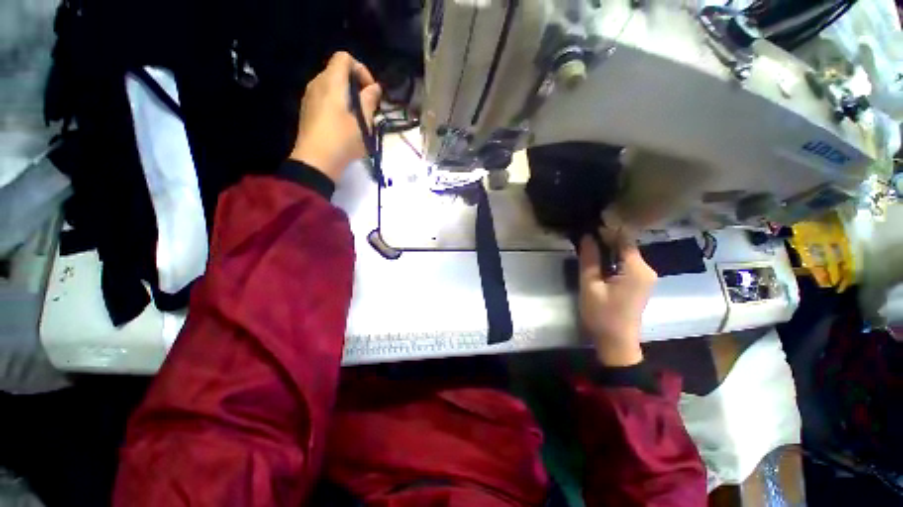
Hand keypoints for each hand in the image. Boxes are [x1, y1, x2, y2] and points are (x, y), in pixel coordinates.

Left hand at [290, 51, 381, 181]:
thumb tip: (374, 88)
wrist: (316, 161)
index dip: (361, 70)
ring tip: (358, 118)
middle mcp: (317, 84)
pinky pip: (325, 98)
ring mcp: (310, 97)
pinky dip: (337, 103)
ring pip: (332, 86)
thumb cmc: (342, 140)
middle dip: (356, 85)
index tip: (371, 91)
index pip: (344, 58)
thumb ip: (369, 101)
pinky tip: (344, 124)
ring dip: (348, 96)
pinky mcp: (308, 110)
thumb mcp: (363, 122)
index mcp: (331, 82)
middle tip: (368, 107)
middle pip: (338, 71)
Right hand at [578, 230, 657, 366]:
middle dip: (606, 239)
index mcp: (636, 269)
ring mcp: (645, 277)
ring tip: (587, 245)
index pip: (624, 239)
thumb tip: (586, 236)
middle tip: (584, 236)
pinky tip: (598, 260)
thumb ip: (589, 260)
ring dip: (608, 249)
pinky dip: (613, 259)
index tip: (588, 225)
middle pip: (626, 245)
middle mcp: (646, 269)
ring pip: (626, 254)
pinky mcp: (640, 283)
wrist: (617, 343)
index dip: (606, 230)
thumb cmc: (602, 315)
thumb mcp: (590, 286)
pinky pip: (626, 263)